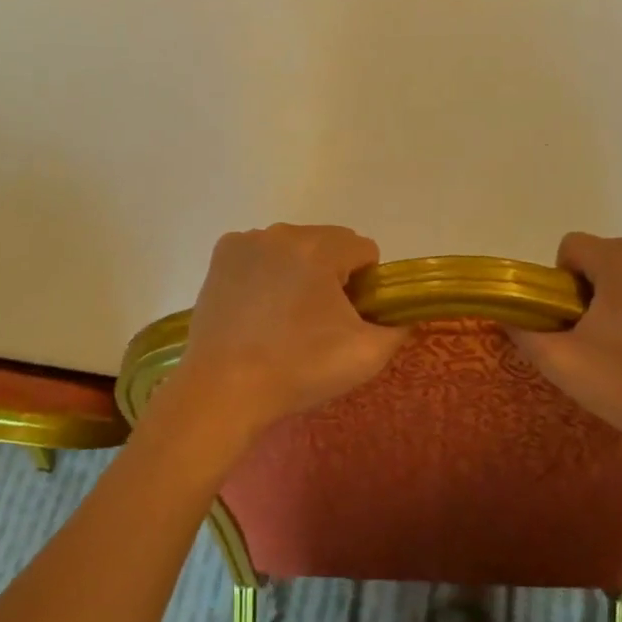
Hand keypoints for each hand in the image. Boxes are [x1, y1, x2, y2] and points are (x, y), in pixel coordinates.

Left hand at [169, 225, 405, 447]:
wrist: (223, 389)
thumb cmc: (298, 369)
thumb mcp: (367, 355)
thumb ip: (398, 326)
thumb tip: (399, 313)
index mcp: (321, 247)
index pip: (364, 250)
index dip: (365, 285)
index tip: (348, 318)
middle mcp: (283, 232)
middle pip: (328, 244)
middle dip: (331, 275)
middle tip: (317, 323)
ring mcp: (248, 240)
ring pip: (293, 248)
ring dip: (298, 271)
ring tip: (282, 319)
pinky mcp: (221, 255)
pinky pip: (260, 254)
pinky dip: (265, 272)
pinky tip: (256, 309)